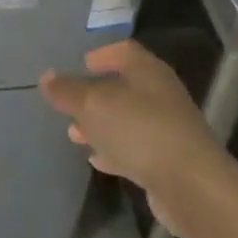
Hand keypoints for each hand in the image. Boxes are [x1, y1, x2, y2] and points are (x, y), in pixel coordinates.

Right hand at [40, 41, 220, 235]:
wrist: (190, 185)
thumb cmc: (139, 130)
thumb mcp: (92, 105)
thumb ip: (67, 91)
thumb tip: (47, 77)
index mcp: (147, 71)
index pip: (124, 51)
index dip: (102, 54)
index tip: (81, 64)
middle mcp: (161, 94)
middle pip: (125, 87)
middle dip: (95, 95)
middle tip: (70, 104)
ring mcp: (168, 128)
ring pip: (128, 119)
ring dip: (102, 125)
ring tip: (75, 134)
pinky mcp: (169, 161)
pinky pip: (136, 148)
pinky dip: (115, 150)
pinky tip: (98, 160)